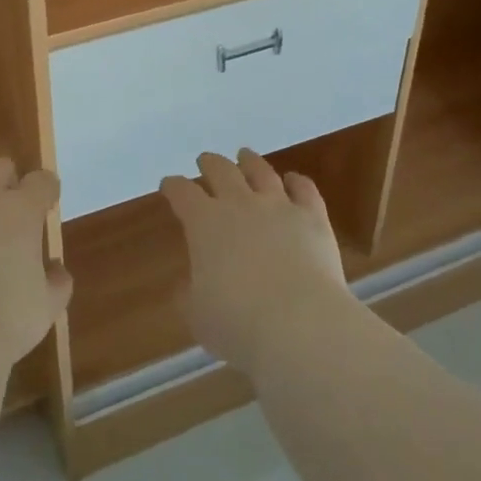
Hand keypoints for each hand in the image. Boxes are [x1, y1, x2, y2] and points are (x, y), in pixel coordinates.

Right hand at [161, 149, 350, 375]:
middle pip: (221, 171)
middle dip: (210, 164)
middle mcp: (239, 204)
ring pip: (261, 172)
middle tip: (205, 160)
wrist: (300, 324)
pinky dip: (297, 182)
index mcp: (204, 222)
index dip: (173, 186)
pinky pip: (304, 190)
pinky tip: (294, 180)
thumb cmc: (238, 323)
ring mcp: (278, 207)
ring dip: (250, 162)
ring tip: (245, 155)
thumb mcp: (198, 316)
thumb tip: (187, 286)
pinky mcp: (312, 218)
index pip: (182, 193)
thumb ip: (190, 295)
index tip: (169, 185)